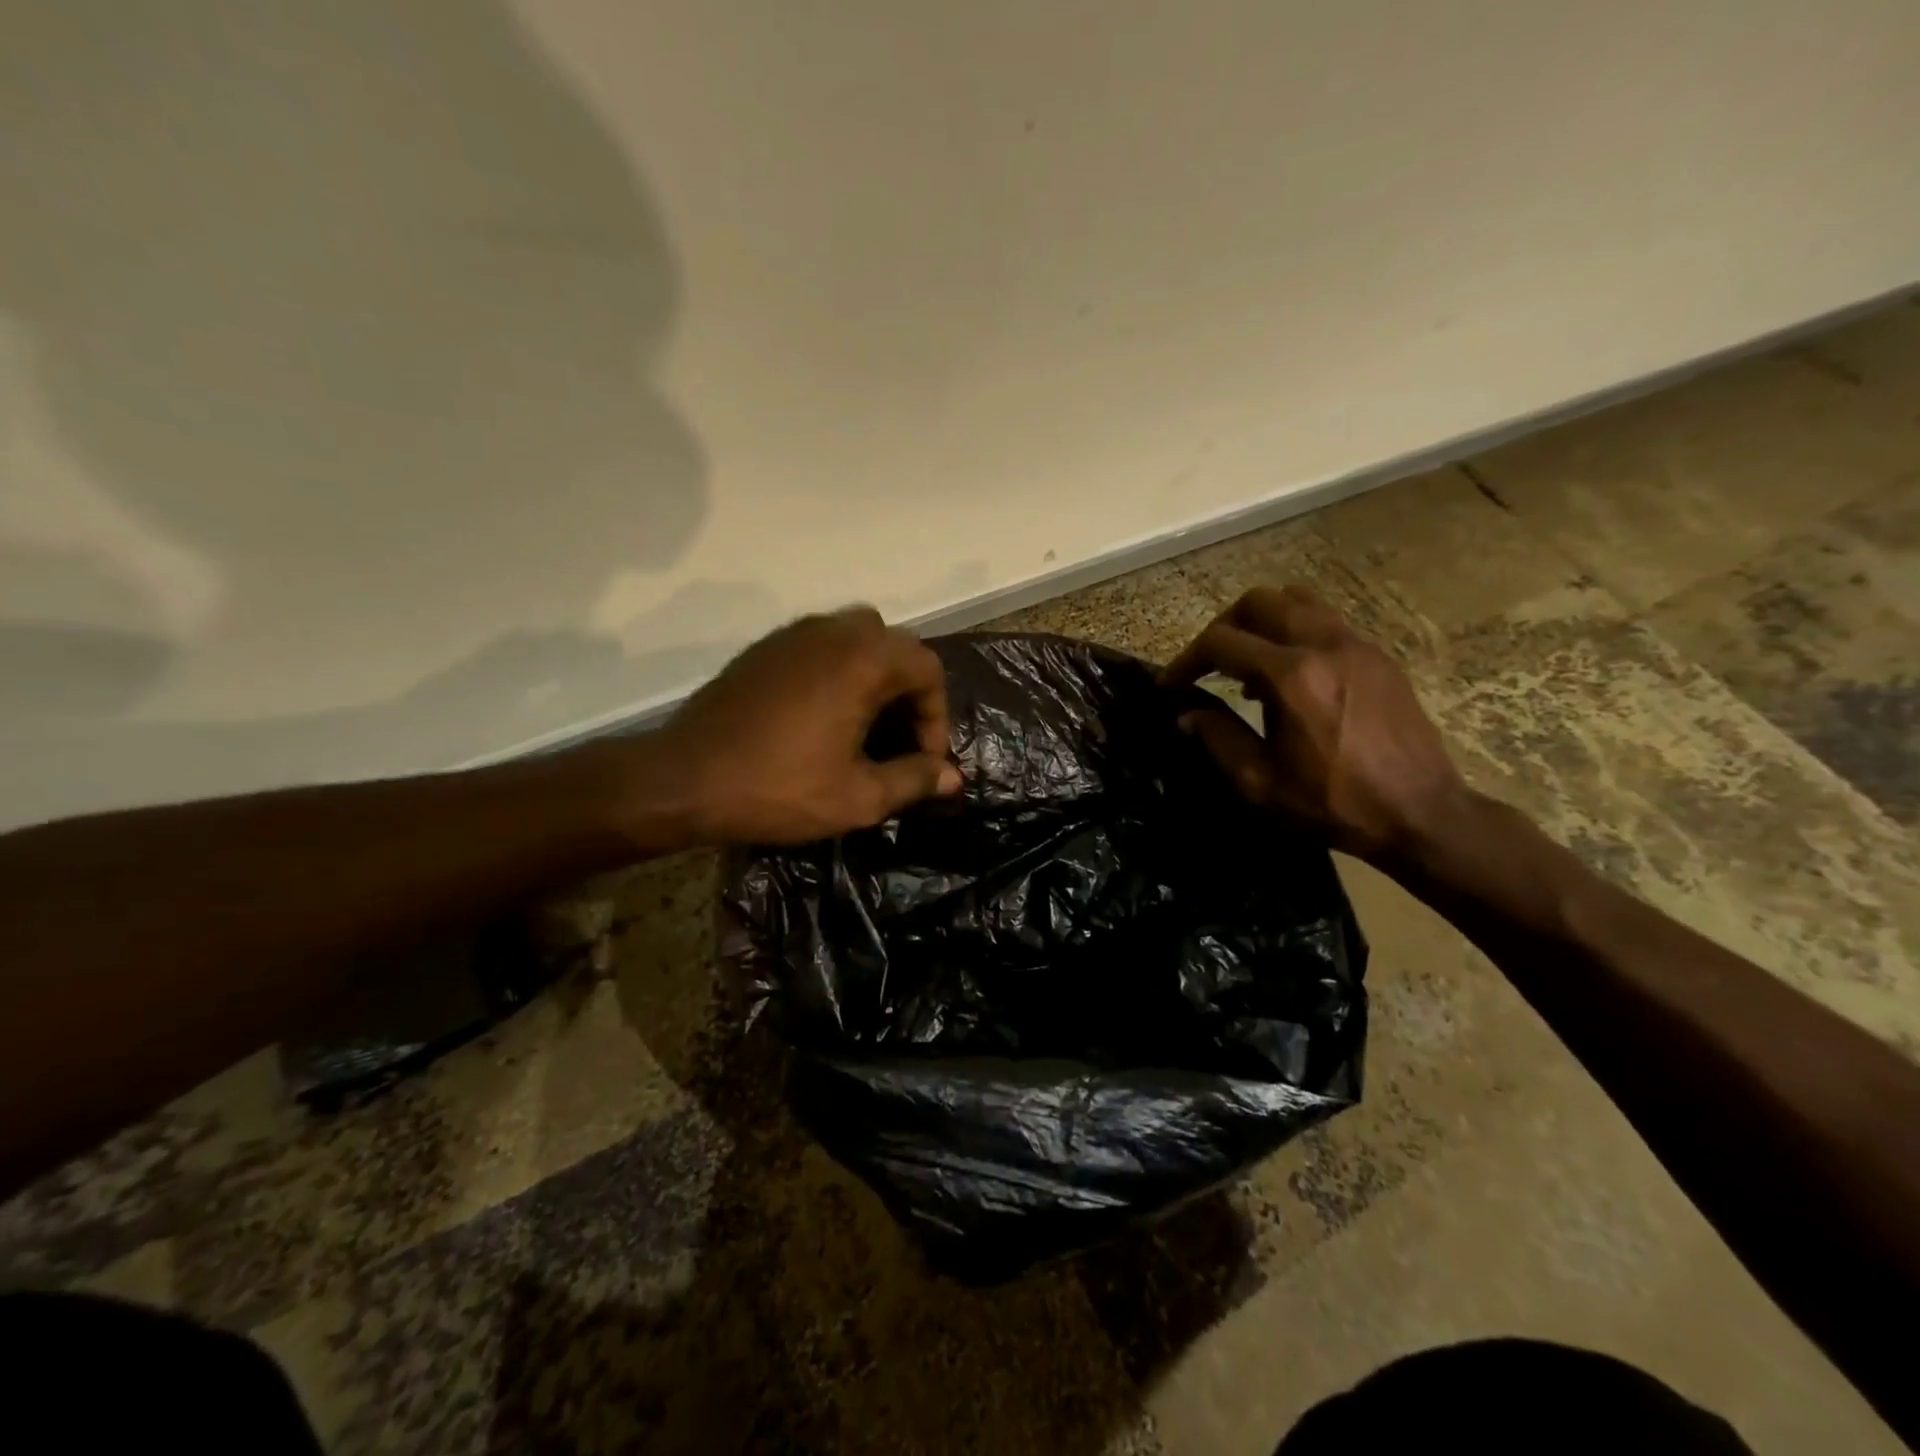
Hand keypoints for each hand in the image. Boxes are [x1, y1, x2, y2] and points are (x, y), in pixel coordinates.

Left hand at [654, 606, 961, 844]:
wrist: (683, 780)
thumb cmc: (778, 788)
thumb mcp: (857, 797)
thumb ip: (913, 780)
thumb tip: (952, 776)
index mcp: (863, 659)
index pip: (928, 668)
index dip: (936, 717)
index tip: (923, 761)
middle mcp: (833, 631)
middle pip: (895, 647)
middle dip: (909, 693)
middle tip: (900, 741)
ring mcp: (794, 634)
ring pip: (858, 639)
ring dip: (875, 678)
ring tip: (866, 728)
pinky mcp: (765, 648)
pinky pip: (822, 646)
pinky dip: (840, 672)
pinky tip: (824, 718)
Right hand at [1161, 586, 1467, 860]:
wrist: (1421, 813)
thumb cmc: (1334, 803)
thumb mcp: (1261, 783)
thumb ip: (1218, 739)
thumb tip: (1186, 714)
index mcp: (1291, 677)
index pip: (1221, 642)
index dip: (1186, 660)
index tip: (1170, 685)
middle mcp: (1324, 645)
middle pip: (1259, 602)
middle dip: (1223, 627)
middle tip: (1209, 662)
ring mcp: (1357, 645)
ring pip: (1297, 601)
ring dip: (1262, 621)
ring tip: (1249, 661)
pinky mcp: (1378, 656)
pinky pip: (1327, 621)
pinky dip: (1296, 632)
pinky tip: (1291, 674)